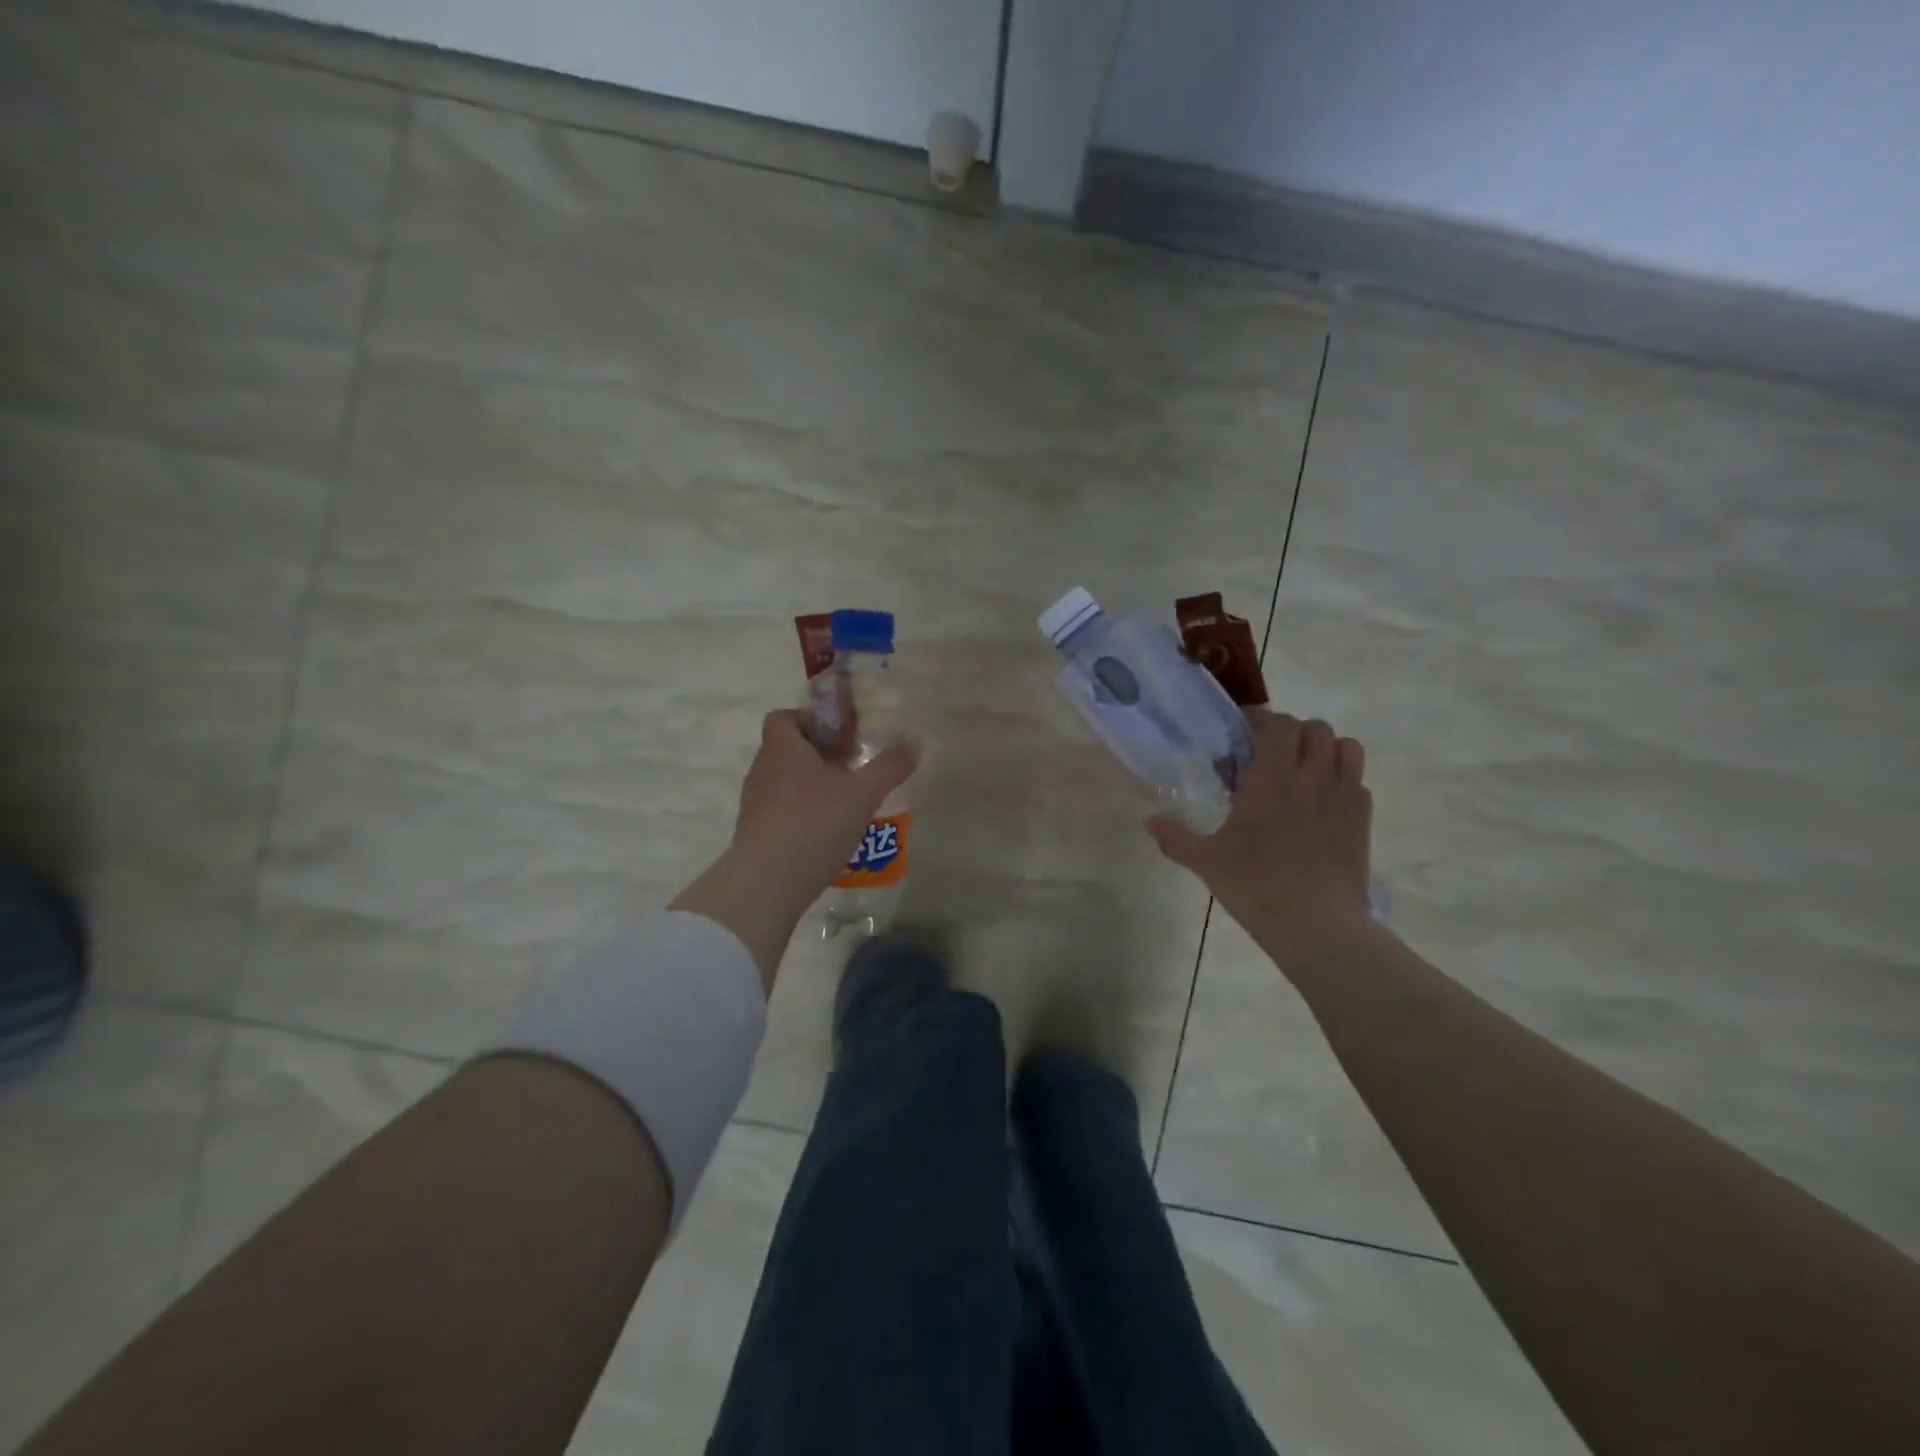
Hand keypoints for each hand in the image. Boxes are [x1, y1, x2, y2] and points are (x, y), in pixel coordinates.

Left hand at [729, 709, 920, 896]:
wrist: (768, 881)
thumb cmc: (816, 822)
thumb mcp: (863, 793)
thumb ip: (890, 766)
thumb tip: (916, 740)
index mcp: (783, 748)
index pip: (784, 717)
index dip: (811, 720)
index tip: (841, 736)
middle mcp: (763, 770)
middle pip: (787, 750)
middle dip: (819, 755)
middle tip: (852, 769)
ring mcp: (754, 804)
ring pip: (784, 782)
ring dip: (812, 786)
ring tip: (845, 804)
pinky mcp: (754, 834)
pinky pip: (780, 811)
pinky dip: (802, 814)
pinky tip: (827, 834)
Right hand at [1147, 711, 1373, 958]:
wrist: (1317, 926)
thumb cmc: (1256, 886)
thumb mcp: (1206, 861)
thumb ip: (1175, 837)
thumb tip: (1149, 820)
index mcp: (1273, 779)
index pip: (1279, 725)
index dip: (1262, 720)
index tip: (1243, 733)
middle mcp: (1313, 778)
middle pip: (1316, 729)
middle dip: (1293, 733)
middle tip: (1271, 754)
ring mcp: (1344, 798)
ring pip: (1347, 748)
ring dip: (1325, 750)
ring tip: (1304, 771)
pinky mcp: (1363, 822)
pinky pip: (1359, 783)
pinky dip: (1343, 781)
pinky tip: (1323, 804)